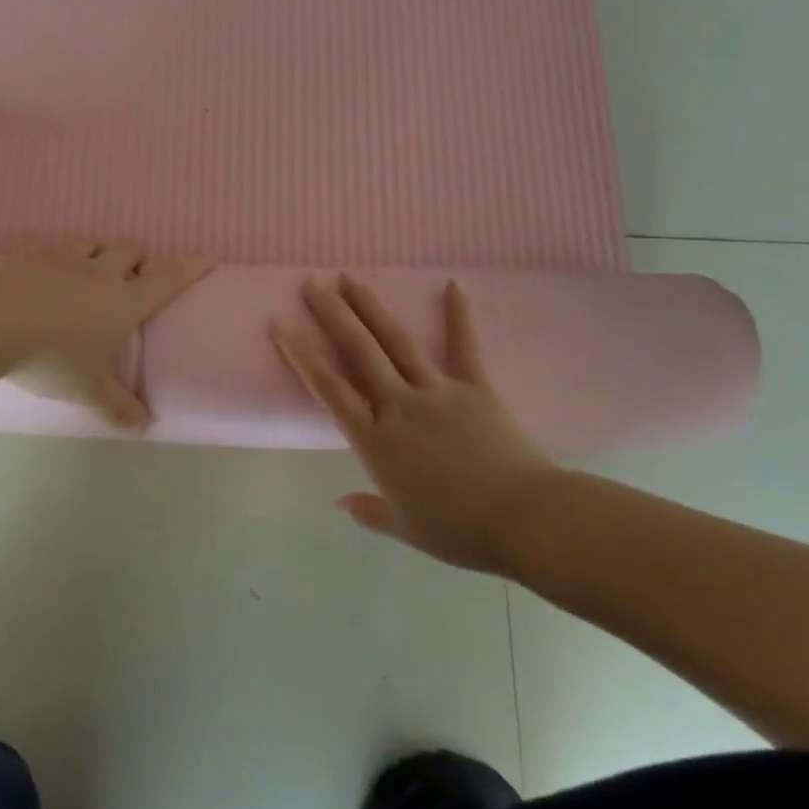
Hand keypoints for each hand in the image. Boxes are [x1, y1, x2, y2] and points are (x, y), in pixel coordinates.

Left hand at [0, 241, 214, 428]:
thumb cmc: (51, 357)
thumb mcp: (88, 389)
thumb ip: (117, 405)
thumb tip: (145, 426)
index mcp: (124, 301)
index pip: (167, 279)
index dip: (190, 267)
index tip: (207, 257)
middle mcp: (100, 272)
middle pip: (131, 250)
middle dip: (139, 258)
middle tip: (135, 275)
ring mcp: (64, 259)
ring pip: (93, 242)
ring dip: (101, 250)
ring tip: (95, 267)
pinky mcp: (31, 254)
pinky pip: (53, 246)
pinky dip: (60, 255)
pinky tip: (48, 270)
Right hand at [272, 274, 561, 574]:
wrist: (525, 520)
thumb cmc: (460, 530)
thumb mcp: (407, 529)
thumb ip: (371, 512)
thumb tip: (340, 503)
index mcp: (376, 441)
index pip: (330, 390)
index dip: (303, 356)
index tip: (283, 325)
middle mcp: (400, 406)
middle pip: (359, 352)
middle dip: (332, 315)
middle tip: (312, 283)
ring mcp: (438, 391)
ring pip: (397, 341)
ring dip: (371, 307)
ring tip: (350, 278)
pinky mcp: (476, 387)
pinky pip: (465, 346)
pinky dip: (459, 315)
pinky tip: (454, 283)